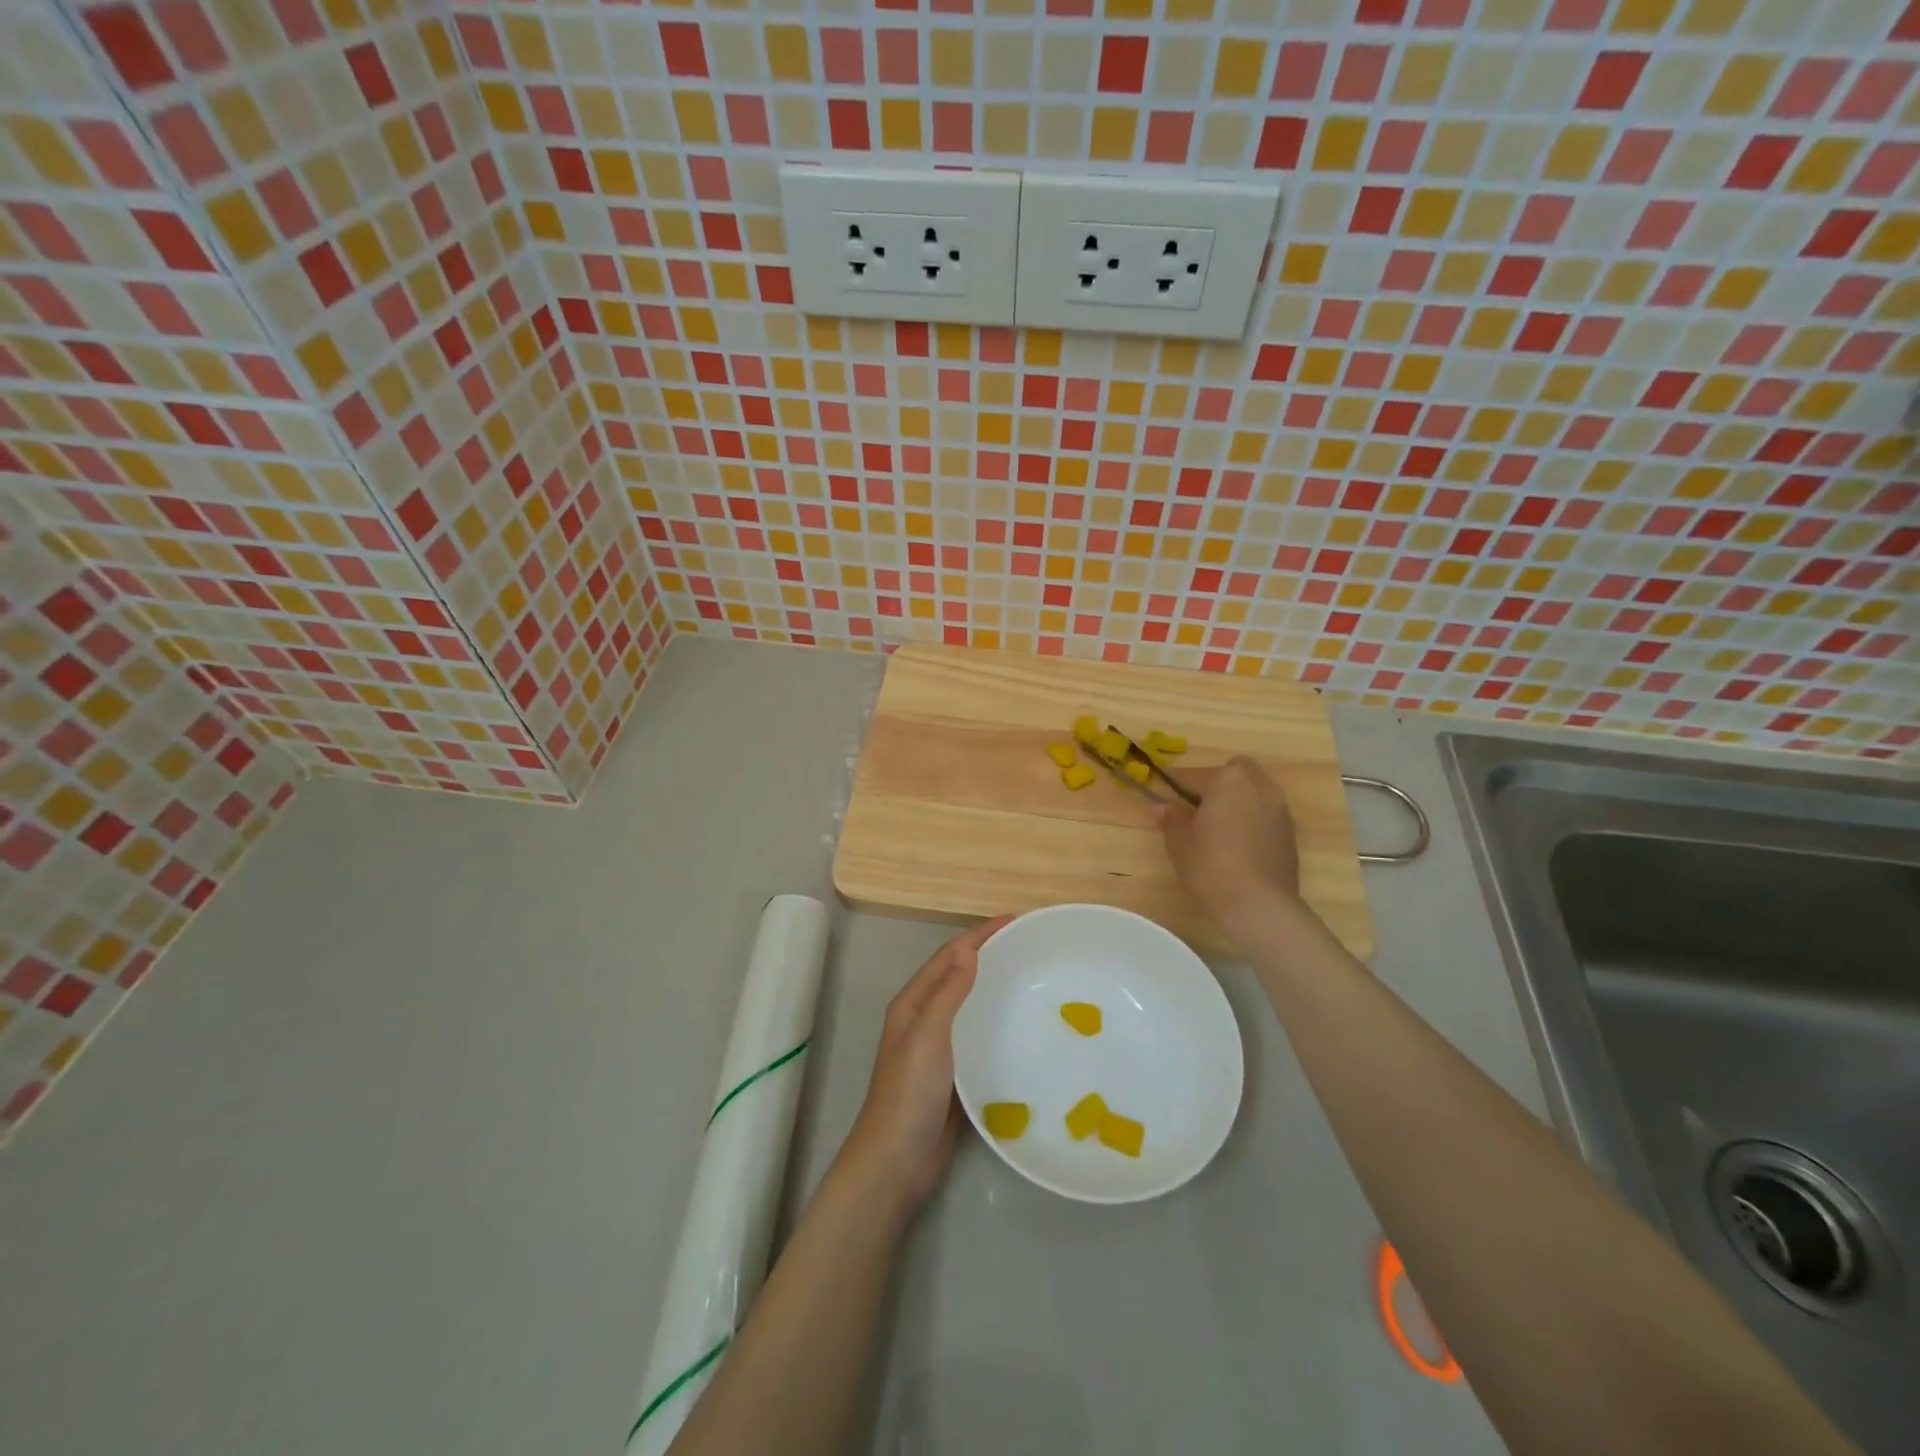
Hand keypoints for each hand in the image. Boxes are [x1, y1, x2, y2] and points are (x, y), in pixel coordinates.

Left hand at [837, 917, 1010, 1214]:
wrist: (897, 1161)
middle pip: (959, 976)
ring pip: (969, 1007)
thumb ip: (947, 992)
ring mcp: (938, 1049)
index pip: (949, 956)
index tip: (1014, 921)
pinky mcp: (954, 1075)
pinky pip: (977, 1038)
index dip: (979, 936)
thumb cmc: (909, 1092)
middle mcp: (924, 1019)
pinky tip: (1021, 1030)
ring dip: (993, 988)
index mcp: (913, 1003)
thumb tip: (969, 948)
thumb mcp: (927, 1035)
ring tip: (1030, 980)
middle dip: (988, 956)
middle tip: (1028, 947)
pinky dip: (996, 1024)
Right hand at [1156, 756, 1302, 940]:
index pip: (1194, 775)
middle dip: (1216, 783)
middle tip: (1197, 808)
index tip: (1163, 795)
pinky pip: (1266, 811)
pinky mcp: (1290, 830)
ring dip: (1236, 799)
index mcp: (1227, 781)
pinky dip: (1252, 817)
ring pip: (1254, 790)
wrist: (1261, 906)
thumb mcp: (1180, 844)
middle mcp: (1258, 786)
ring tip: (1219, 826)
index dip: (1175, 785)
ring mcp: (1279, 807)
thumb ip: (1171, 819)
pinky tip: (1239, 843)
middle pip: (1234, 772)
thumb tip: (1162, 805)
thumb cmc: (1212, 869)